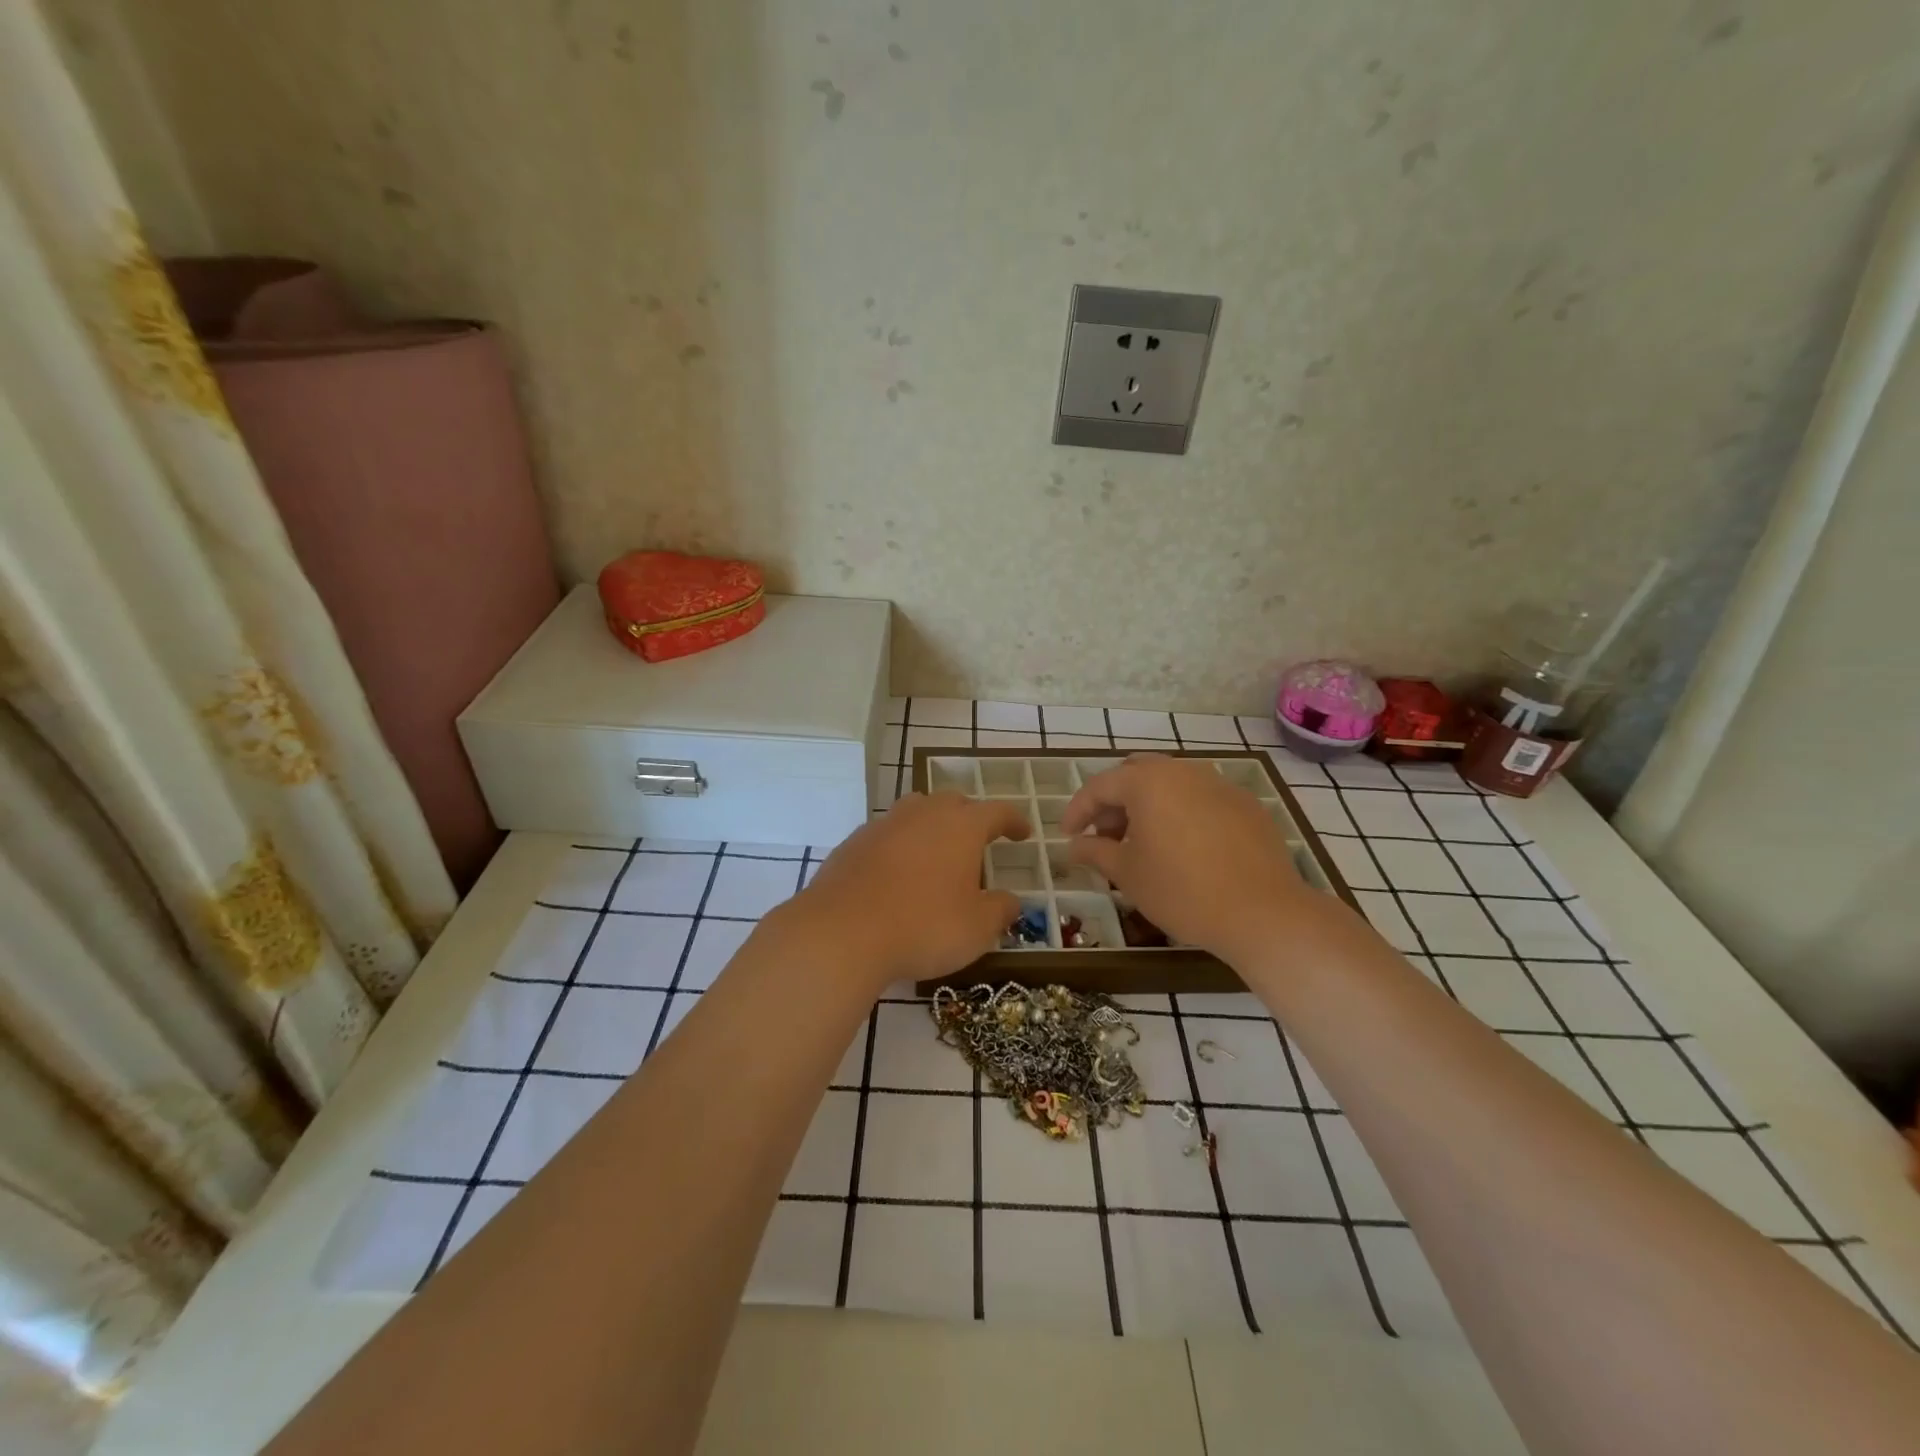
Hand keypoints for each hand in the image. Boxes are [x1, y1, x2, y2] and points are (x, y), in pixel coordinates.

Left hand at [790, 792, 1029, 987]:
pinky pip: (886, 836)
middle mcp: (923, 814)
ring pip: (915, 812)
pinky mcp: (852, 844)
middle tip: (978, 842)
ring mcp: (884, 825)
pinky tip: (896, 875)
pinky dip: (899, 847)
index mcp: (961, 826)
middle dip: (970, 817)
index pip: (997, 812)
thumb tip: (1011, 901)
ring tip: (936, 853)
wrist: (842, 932)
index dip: (1013, 821)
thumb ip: (1000, 910)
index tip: (1023, 833)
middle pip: (953, 803)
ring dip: (931, 826)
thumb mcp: (977, 928)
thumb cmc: (924, 926)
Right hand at [1063, 755, 1315, 962]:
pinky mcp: (1246, 805)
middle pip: (1136, 775)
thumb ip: (1095, 852)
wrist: (1263, 912)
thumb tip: (1074, 846)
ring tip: (1143, 843)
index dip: (1077, 810)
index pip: (1100, 786)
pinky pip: (1201, 799)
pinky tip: (1184, 848)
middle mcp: (1183, 771)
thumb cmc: (1182, 891)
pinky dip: (1181, 814)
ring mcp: (1219, 784)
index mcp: (1148, 782)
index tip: (1067, 835)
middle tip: (1105, 836)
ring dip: (1148, 806)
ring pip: (1171, 784)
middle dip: (1114, 802)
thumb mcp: (1128, 874)